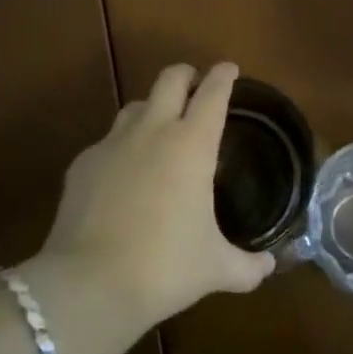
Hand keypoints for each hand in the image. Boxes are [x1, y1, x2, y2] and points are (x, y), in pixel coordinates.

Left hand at [38, 62, 273, 328]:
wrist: (90, 283)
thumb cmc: (164, 267)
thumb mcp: (214, 268)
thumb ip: (246, 266)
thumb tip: (268, 267)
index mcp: (192, 143)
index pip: (213, 93)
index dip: (223, 76)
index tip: (229, 69)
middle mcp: (154, 130)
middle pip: (171, 78)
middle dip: (186, 75)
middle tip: (195, 86)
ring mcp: (114, 142)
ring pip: (136, 105)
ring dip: (152, 108)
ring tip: (159, 128)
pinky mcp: (83, 162)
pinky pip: (107, 142)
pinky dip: (120, 149)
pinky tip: (122, 175)